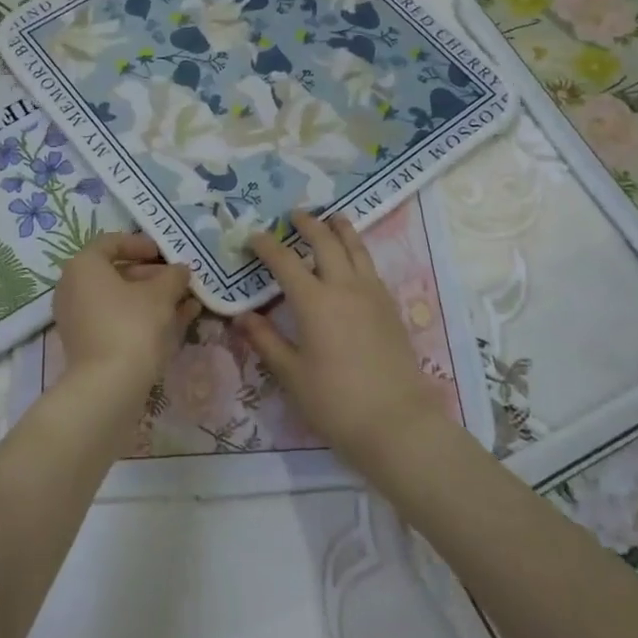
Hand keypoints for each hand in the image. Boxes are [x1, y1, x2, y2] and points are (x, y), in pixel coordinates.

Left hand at [53, 234, 199, 401]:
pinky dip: (144, 318)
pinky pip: (118, 321)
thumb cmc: (132, 325)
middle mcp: (73, 288)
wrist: (108, 386)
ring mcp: (79, 319)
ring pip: (120, 300)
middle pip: (117, 273)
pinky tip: (178, 322)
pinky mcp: (88, 345)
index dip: (141, 244)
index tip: (165, 254)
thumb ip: (173, 276)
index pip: (111, 243)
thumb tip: (180, 271)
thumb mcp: (161, 294)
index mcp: (84, 266)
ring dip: (153, 299)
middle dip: (152, 276)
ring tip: (187, 302)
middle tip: (179, 281)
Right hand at [236, 210, 445, 466]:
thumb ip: (265, 340)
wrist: (397, 422)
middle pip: (326, 242)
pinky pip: (371, 267)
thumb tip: (241, 317)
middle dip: (308, 224)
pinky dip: (358, 252)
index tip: (253, 237)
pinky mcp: (390, 307)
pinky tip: (354, 260)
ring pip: (356, 248)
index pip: (285, 261)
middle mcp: (344, 287)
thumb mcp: (291, 374)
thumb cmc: (335, 401)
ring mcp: (372, 294)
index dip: (266, 246)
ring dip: (341, 229)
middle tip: (294, 215)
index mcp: (314, 301)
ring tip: (332, 218)